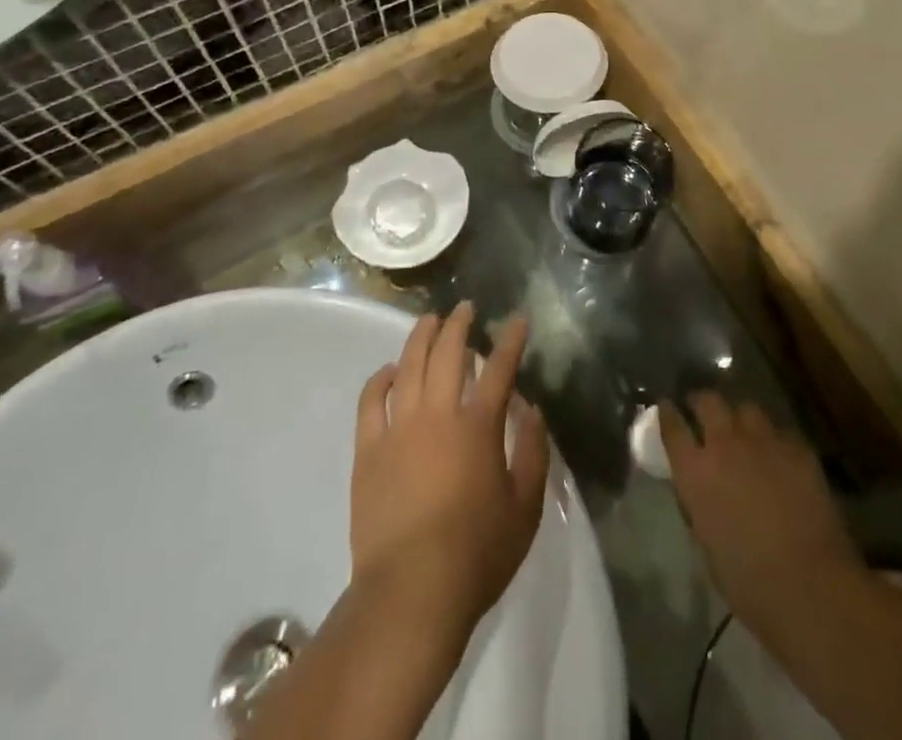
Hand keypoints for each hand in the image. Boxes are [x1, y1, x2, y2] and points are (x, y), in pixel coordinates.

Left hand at [351, 304, 550, 641]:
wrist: (411, 593)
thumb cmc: (476, 553)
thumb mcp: (525, 508)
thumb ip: (533, 453)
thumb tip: (531, 410)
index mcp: (478, 425)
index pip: (498, 368)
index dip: (510, 339)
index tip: (517, 320)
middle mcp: (437, 414)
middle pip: (447, 353)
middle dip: (459, 324)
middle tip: (466, 308)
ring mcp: (398, 428)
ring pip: (409, 365)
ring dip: (421, 337)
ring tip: (429, 320)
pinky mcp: (368, 450)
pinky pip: (371, 400)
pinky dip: (381, 378)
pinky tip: (390, 370)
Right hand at [661, 393, 864, 636]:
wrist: (809, 584)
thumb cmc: (749, 582)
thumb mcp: (707, 542)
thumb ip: (701, 504)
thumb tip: (705, 492)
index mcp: (695, 472)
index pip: (672, 426)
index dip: (668, 413)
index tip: (666, 407)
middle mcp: (725, 444)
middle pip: (708, 401)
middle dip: (702, 402)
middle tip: (702, 411)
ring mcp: (763, 440)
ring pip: (746, 408)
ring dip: (740, 418)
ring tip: (744, 432)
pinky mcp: (796, 447)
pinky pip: (779, 432)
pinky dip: (774, 440)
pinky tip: (779, 457)